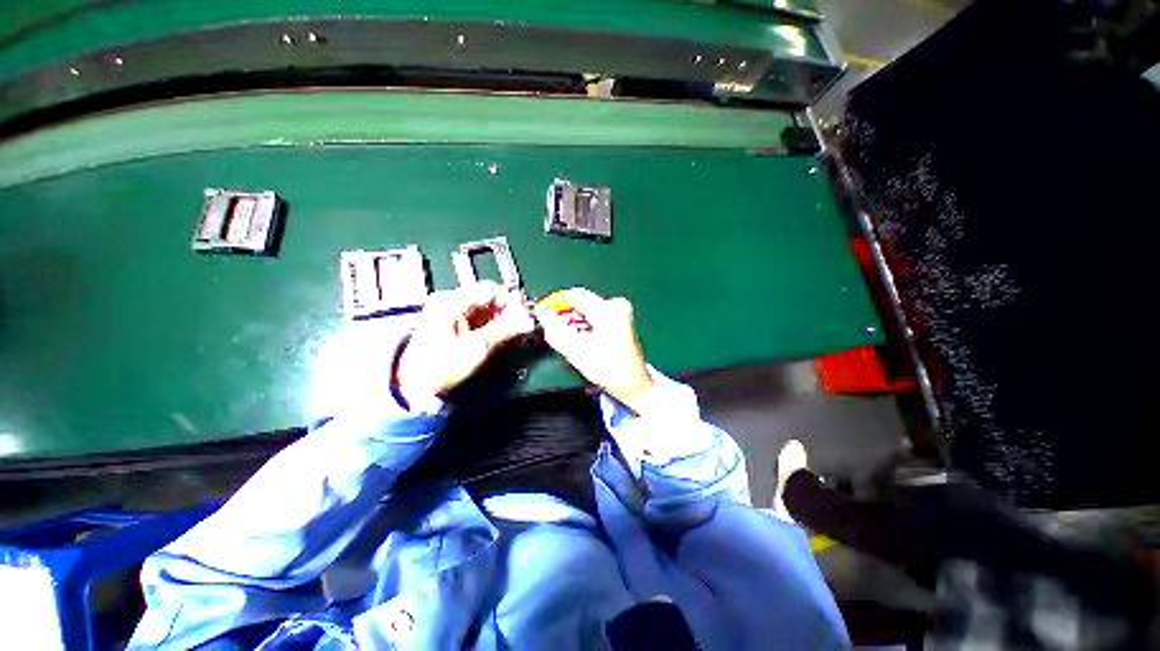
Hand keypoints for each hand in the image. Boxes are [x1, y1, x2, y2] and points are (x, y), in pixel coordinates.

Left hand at [396, 282, 535, 398]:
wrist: (415, 387)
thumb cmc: (443, 366)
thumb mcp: (477, 347)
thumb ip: (505, 330)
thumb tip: (528, 320)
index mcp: (452, 301)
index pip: (490, 289)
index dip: (510, 301)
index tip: (524, 316)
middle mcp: (449, 301)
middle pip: (487, 297)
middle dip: (506, 311)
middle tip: (520, 326)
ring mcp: (448, 311)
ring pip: (483, 308)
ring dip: (500, 319)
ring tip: (512, 332)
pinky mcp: (450, 323)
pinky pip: (476, 317)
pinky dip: (490, 324)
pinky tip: (499, 335)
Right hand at [535, 288, 652, 413]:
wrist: (635, 385)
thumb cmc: (608, 370)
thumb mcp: (576, 352)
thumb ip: (555, 331)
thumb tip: (542, 316)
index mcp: (608, 311)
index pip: (575, 296)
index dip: (555, 302)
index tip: (541, 313)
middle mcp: (616, 305)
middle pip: (581, 302)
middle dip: (564, 314)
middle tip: (551, 329)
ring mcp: (620, 311)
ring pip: (587, 309)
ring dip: (573, 320)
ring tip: (564, 337)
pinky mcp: (621, 319)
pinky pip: (595, 315)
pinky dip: (583, 324)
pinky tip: (578, 338)